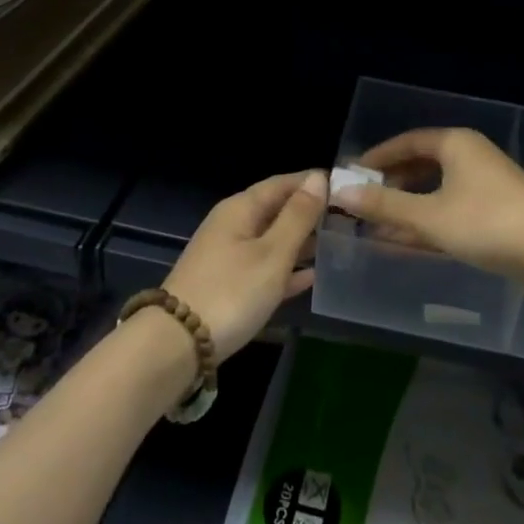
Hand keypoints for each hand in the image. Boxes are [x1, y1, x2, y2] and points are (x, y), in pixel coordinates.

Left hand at [163, 169, 326, 359]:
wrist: (176, 345)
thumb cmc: (231, 292)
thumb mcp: (272, 253)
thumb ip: (297, 217)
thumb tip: (318, 178)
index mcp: (241, 209)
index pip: (281, 183)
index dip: (311, 182)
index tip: (345, 186)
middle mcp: (232, 226)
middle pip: (276, 210)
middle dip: (309, 212)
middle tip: (347, 218)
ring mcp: (228, 257)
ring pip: (272, 240)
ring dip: (302, 241)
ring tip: (337, 243)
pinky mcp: (227, 286)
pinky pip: (264, 268)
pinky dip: (287, 269)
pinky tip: (312, 277)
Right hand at [333, 129, 523, 300]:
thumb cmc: (490, 223)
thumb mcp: (431, 215)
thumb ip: (385, 205)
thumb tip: (340, 192)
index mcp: (455, 145)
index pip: (407, 143)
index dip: (377, 158)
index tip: (351, 175)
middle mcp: (470, 159)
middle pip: (421, 167)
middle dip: (390, 186)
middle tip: (360, 205)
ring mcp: (484, 189)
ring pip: (435, 193)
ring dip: (407, 210)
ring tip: (375, 228)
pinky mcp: (495, 217)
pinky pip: (450, 214)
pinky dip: (427, 226)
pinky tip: (404, 244)